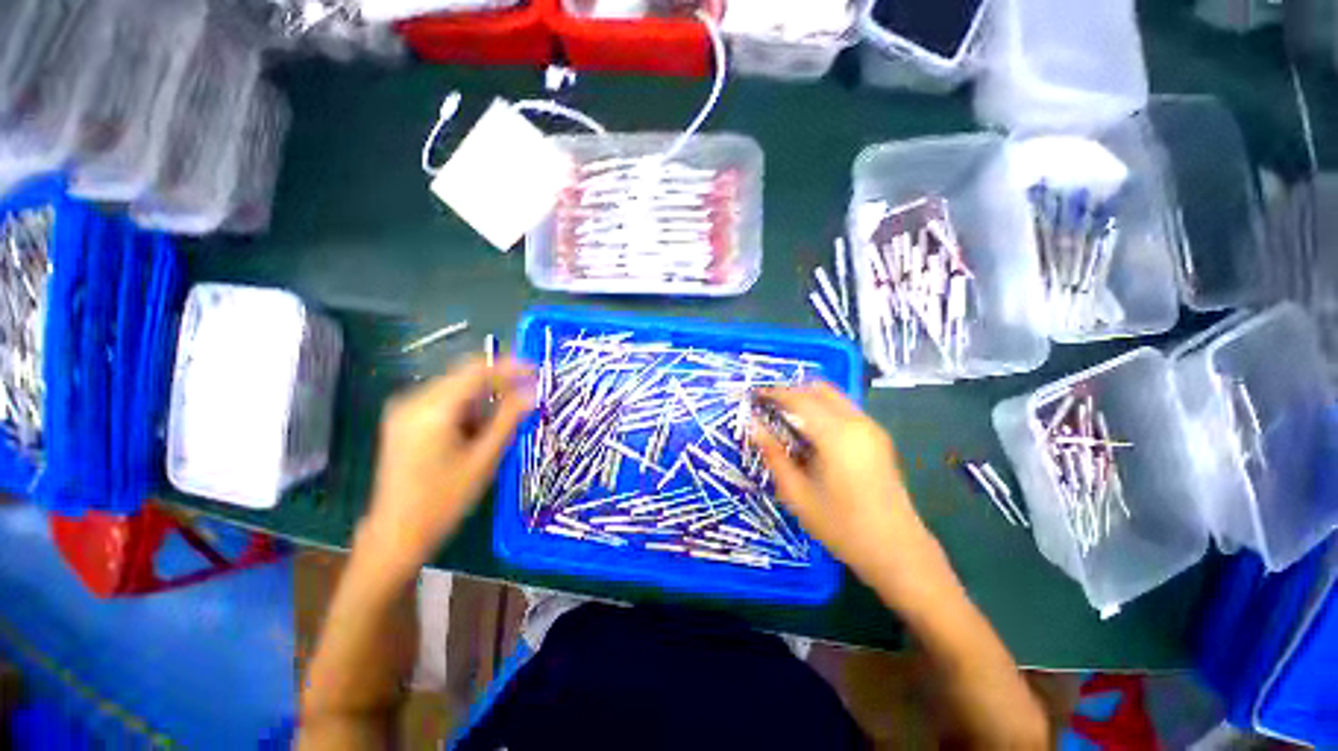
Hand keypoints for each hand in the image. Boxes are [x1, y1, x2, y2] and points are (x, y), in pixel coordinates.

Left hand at [361, 355, 534, 575]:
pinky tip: (477, 429)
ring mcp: (404, 410)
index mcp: (432, 410)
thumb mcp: (484, 459)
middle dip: (498, 383)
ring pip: (455, 388)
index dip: (509, 367)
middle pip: (464, 376)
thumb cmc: (444, 501)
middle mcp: (412, 401)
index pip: (476, 372)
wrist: (396, 534)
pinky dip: (467, 408)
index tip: (536, 370)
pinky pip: (443, 401)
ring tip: (502, 421)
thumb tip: (532, 392)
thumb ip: (509, 419)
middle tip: (527, 395)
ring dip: (483, 397)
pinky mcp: (403, 420)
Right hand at [752, 383, 943, 595]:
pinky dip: (822, 409)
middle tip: (768, 405)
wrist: (897, 550)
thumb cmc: (841, 526)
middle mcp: (857, 423)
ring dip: (807, 399)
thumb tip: (753, 426)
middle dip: (791, 391)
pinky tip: (809, 432)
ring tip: (784, 417)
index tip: (753, 395)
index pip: (799, 399)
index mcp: (836, 435)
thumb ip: (774, 454)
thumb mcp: (797, 493)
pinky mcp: (878, 438)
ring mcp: (871, 428)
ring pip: (833, 397)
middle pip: (819, 389)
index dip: (774, 393)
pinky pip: (844, 410)